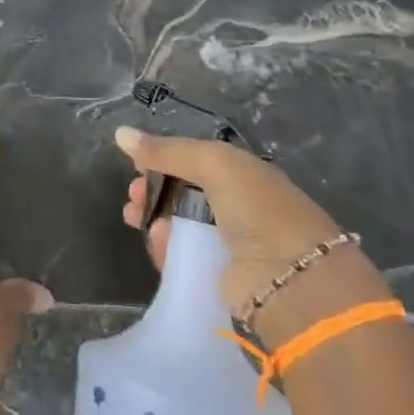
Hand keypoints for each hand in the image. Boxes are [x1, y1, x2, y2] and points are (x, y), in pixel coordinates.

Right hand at [115, 125, 385, 335]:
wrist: (294, 281)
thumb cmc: (258, 210)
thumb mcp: (214, 164)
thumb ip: (166, 150)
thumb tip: (120, 133)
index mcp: (242, 173)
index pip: (193, 161)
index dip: (162, 160)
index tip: (135, 166)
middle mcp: (236, 205)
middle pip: (181, 193)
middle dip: (151, 191)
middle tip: (133, 197)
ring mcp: (227, 242)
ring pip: (176, 224)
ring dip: (152, 218)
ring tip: (134, 219)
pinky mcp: (217, 274)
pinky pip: (181, 255)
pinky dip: (164, 247)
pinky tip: (157, 242)